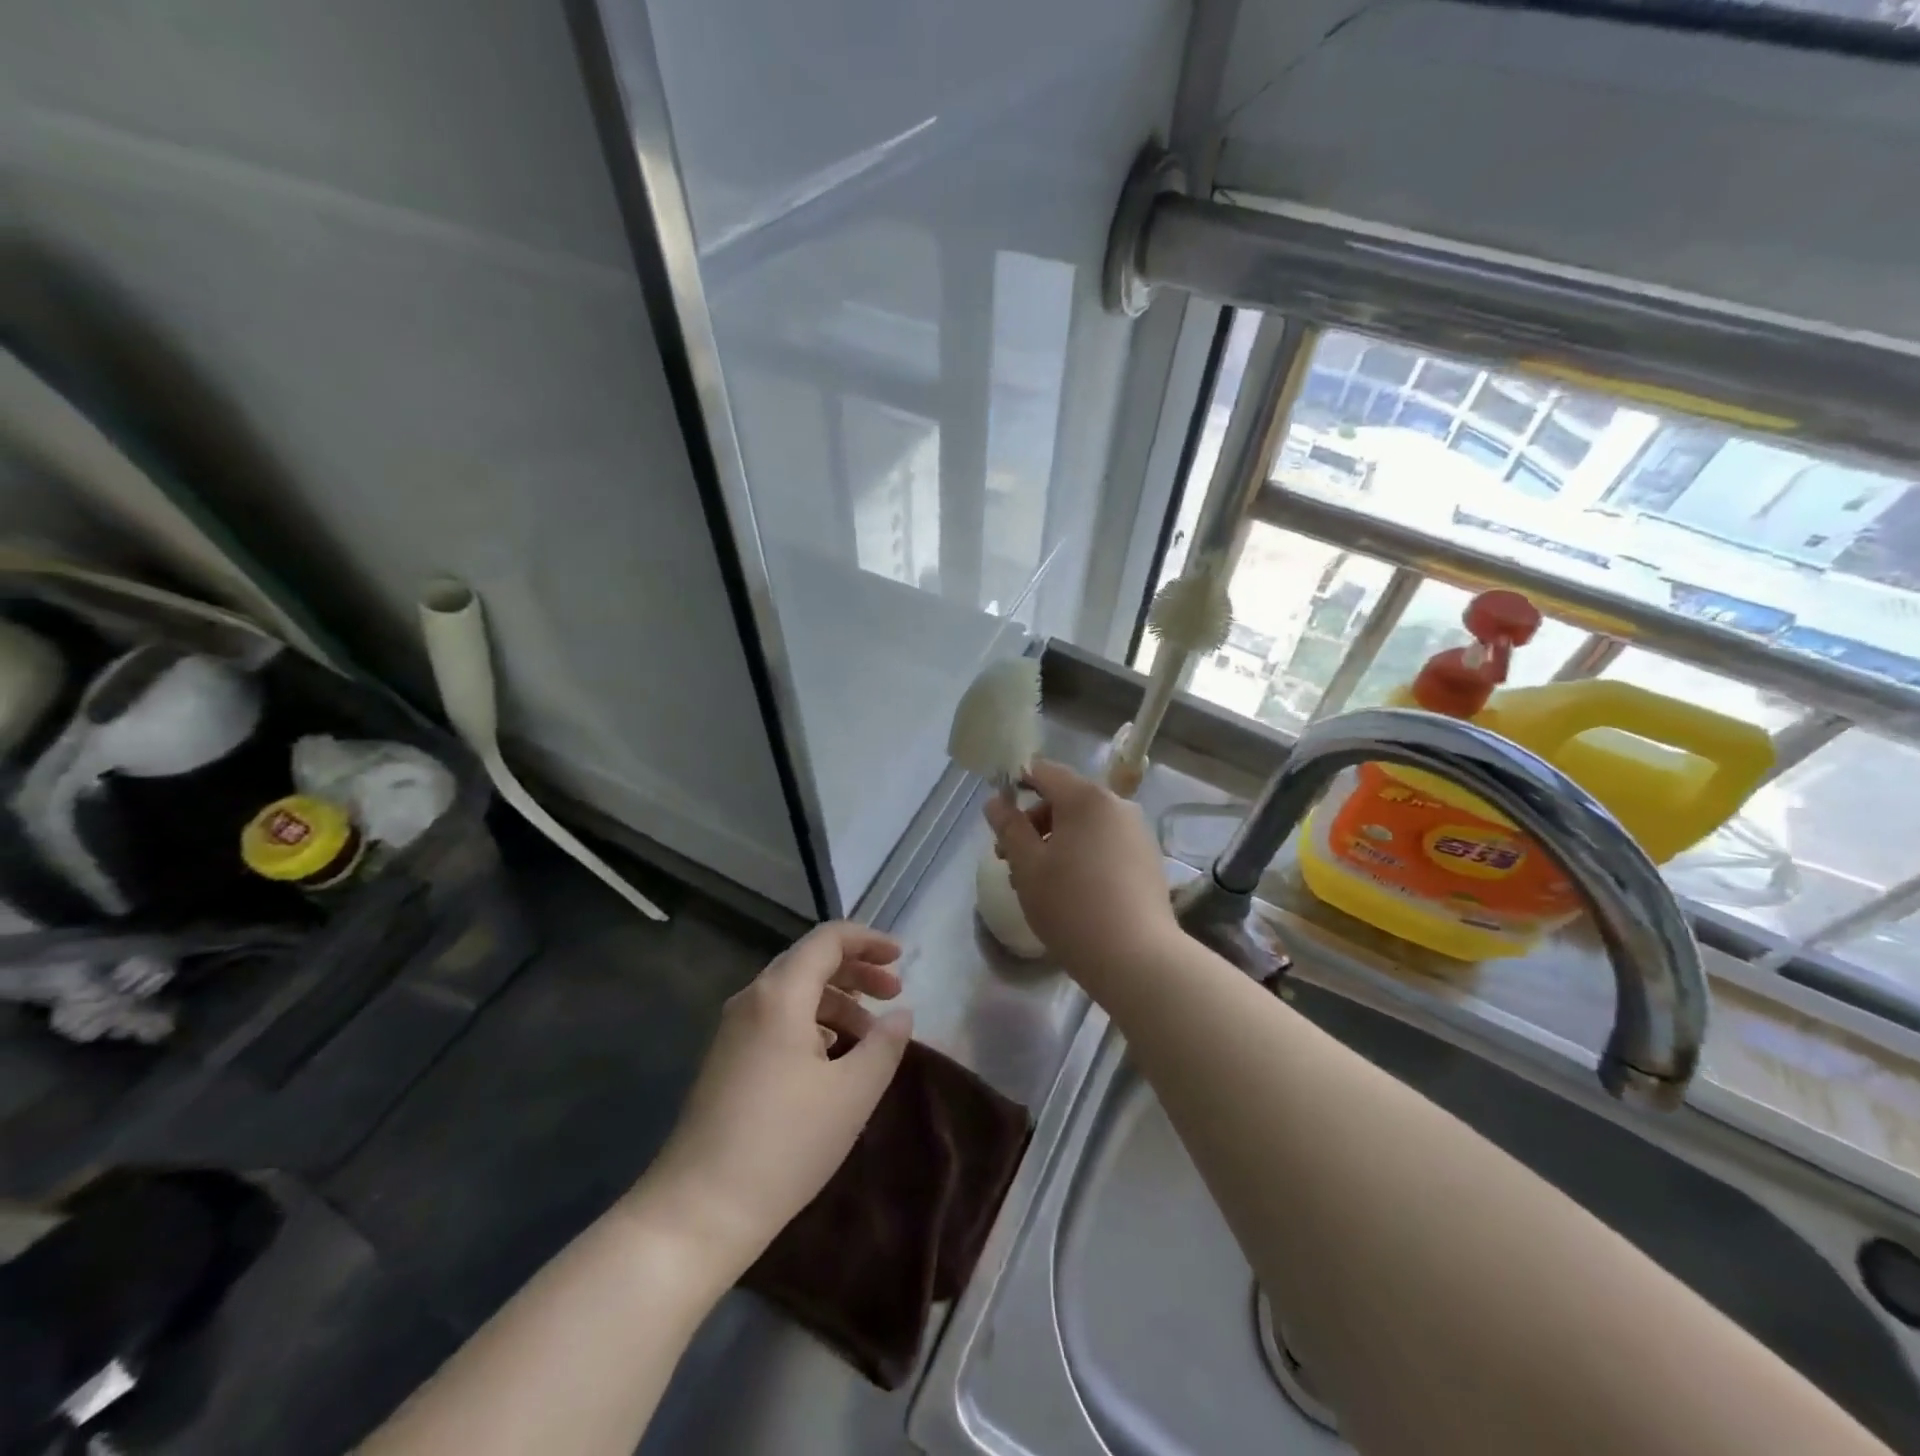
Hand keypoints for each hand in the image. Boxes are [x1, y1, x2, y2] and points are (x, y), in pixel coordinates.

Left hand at [628, 922, 911, 1278]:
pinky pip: (779, 1020)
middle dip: (857, 971)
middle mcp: (752, 999)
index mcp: (780, 994)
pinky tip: (833, 1060)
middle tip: (894, 994)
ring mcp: (734, 1030)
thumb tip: (901, 1015)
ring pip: (795, 993)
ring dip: (838, 1003)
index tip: (901, 958)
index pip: (828, 939)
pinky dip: (814, 1024)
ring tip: (871, 1038)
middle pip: (810, 961)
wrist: (698, 1211)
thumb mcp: (852, 1093)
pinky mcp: (727, 1059)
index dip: (868, 940)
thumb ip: (884, 1044)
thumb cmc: (785, 1144)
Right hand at [983, 759, 1180, 974]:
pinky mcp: (1148, 861)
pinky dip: (1082, 856)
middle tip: (1010, 859)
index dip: (1016, 784)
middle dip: (1033, 823)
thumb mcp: (1027, 866)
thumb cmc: (1071, 905)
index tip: (999, 817)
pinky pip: (1105, 845)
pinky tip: (1072, 893)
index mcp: (1086, 798)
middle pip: (1065, 799)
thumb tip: (996, 802)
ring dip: (1056, 842)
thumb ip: (1009, 828)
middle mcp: (1117, 806)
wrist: (1136, 958)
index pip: (1044, 771)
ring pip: (1085, 825)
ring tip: (1038, 882)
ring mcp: (1137, 833)